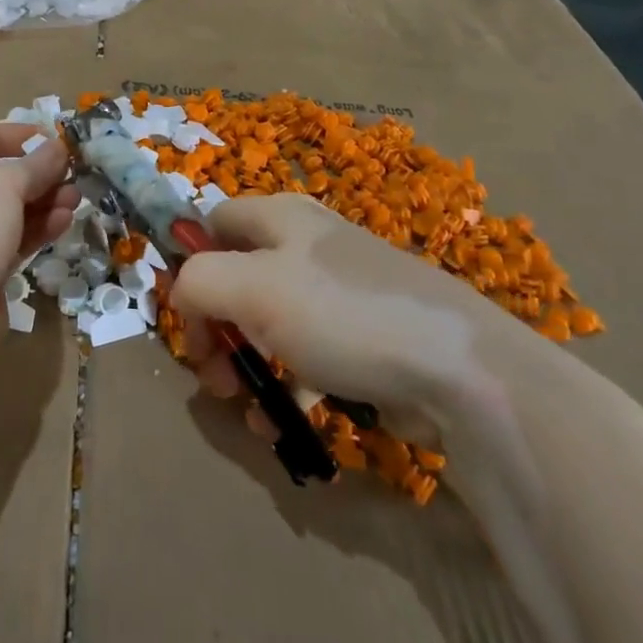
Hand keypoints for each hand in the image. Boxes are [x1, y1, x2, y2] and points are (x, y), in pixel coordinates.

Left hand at [0, 123, 77, 367]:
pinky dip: (36, 229)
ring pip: (4, 211)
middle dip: (34, 173)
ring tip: (76, 197)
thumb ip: (34, 164)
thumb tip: (58, 147)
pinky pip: (9, 240)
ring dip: (41, 201)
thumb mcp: (1, 186)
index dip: (10, 135)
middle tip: (71, 171)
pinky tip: (65, 221)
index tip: (48, 136)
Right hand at [170, 193, 539, 440]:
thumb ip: (198, 282)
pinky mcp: (366, 340)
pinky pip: (310, 357)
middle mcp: (309, 246)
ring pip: (271, 324)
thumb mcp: (251, 288)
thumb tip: (184, 295)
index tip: (188, 316)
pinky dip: (289, 386)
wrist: (459, 370)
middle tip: (212, 374)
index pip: (214, 223)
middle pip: (239, 278)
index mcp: (281, 218)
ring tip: (245, 407)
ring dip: (248, 365)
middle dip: (217, 328)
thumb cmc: (341, 314)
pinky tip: (282, 424)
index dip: (191, 263)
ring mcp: (341, 294)